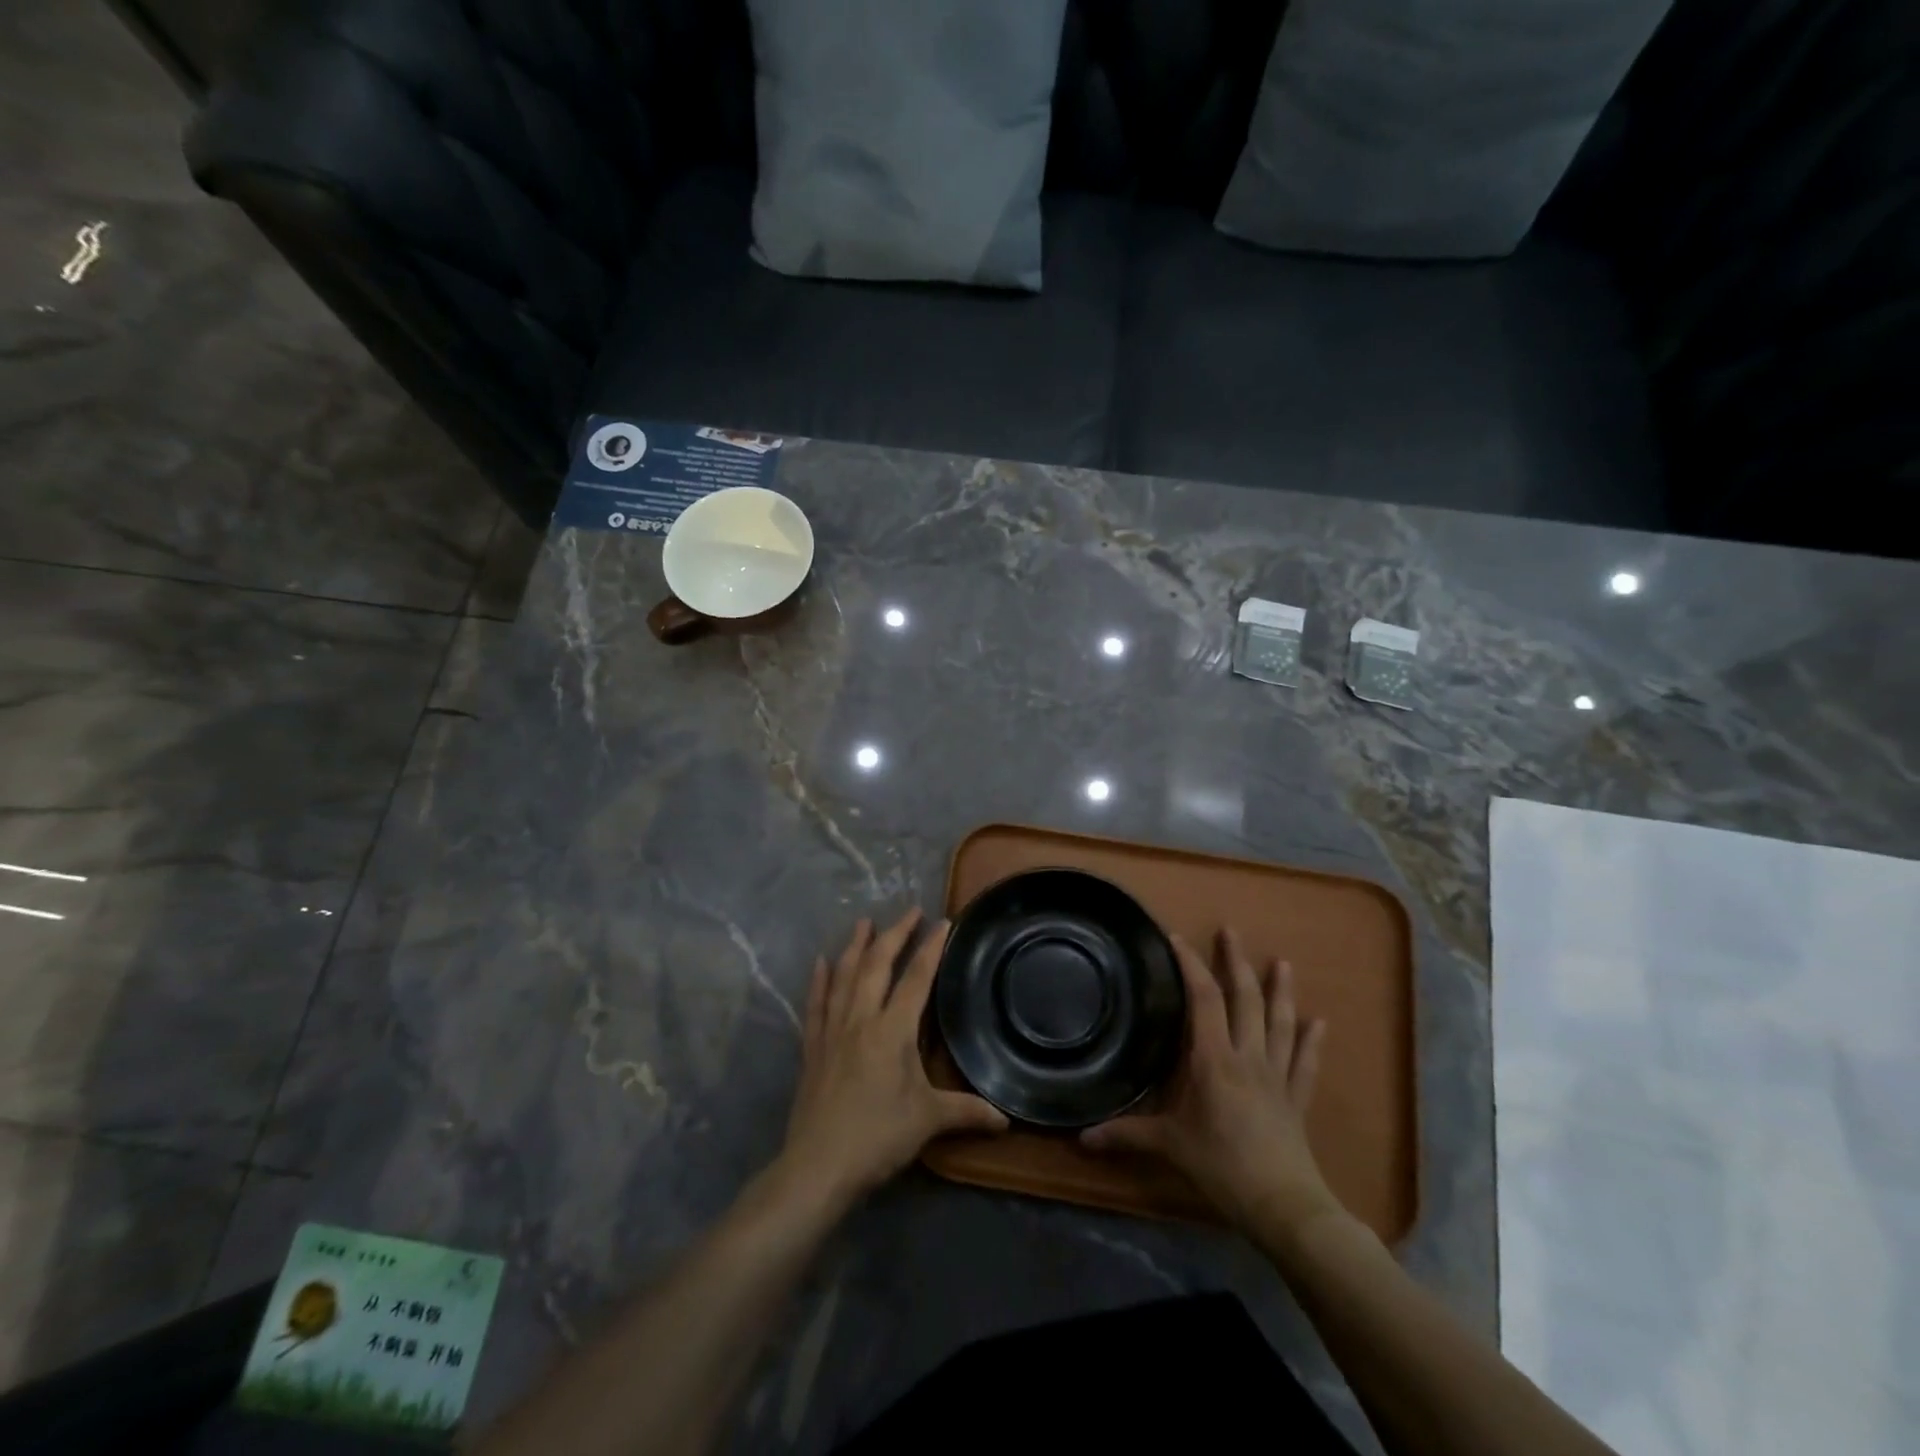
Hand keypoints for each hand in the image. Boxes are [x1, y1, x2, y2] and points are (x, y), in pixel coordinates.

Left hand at [777, 910, 1007, 1211]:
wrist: (818, 1166)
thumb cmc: (877, 1138)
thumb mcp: (928, 1121)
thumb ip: (967, 1112)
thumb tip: (1006, 1119)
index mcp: (892, 1030)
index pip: (916, 978)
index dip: (931, 948)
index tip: (942, 922)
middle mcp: (861, 1019)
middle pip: (877, 966)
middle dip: (894, 935)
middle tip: (909, 911)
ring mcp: (832, 1031)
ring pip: (844, 977)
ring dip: (855, 946)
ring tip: (863, 922)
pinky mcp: (812, 1048)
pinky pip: (816, 1004)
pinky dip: (819, 980)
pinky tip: (821, 962)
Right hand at [1081, 929, 1341, 1238]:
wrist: (1285, 1206)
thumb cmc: (1223, 1167)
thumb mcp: (1169, 1146)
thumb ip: (1126, 1135)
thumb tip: (1081, 1137)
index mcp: (1214, 1059)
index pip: (1204, 999)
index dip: (1191, 965)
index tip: (1177, 939)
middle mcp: (1248, 1056)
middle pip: (1245, 999)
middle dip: (1237, 962)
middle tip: (1231, 931)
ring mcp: (1278, 1075)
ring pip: (1280, 1023)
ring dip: (1281, 990)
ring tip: (1282, 962)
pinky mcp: (1297, 1098)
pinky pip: (1306, 1062)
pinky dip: (1312, 1041)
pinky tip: (1320, 1022)